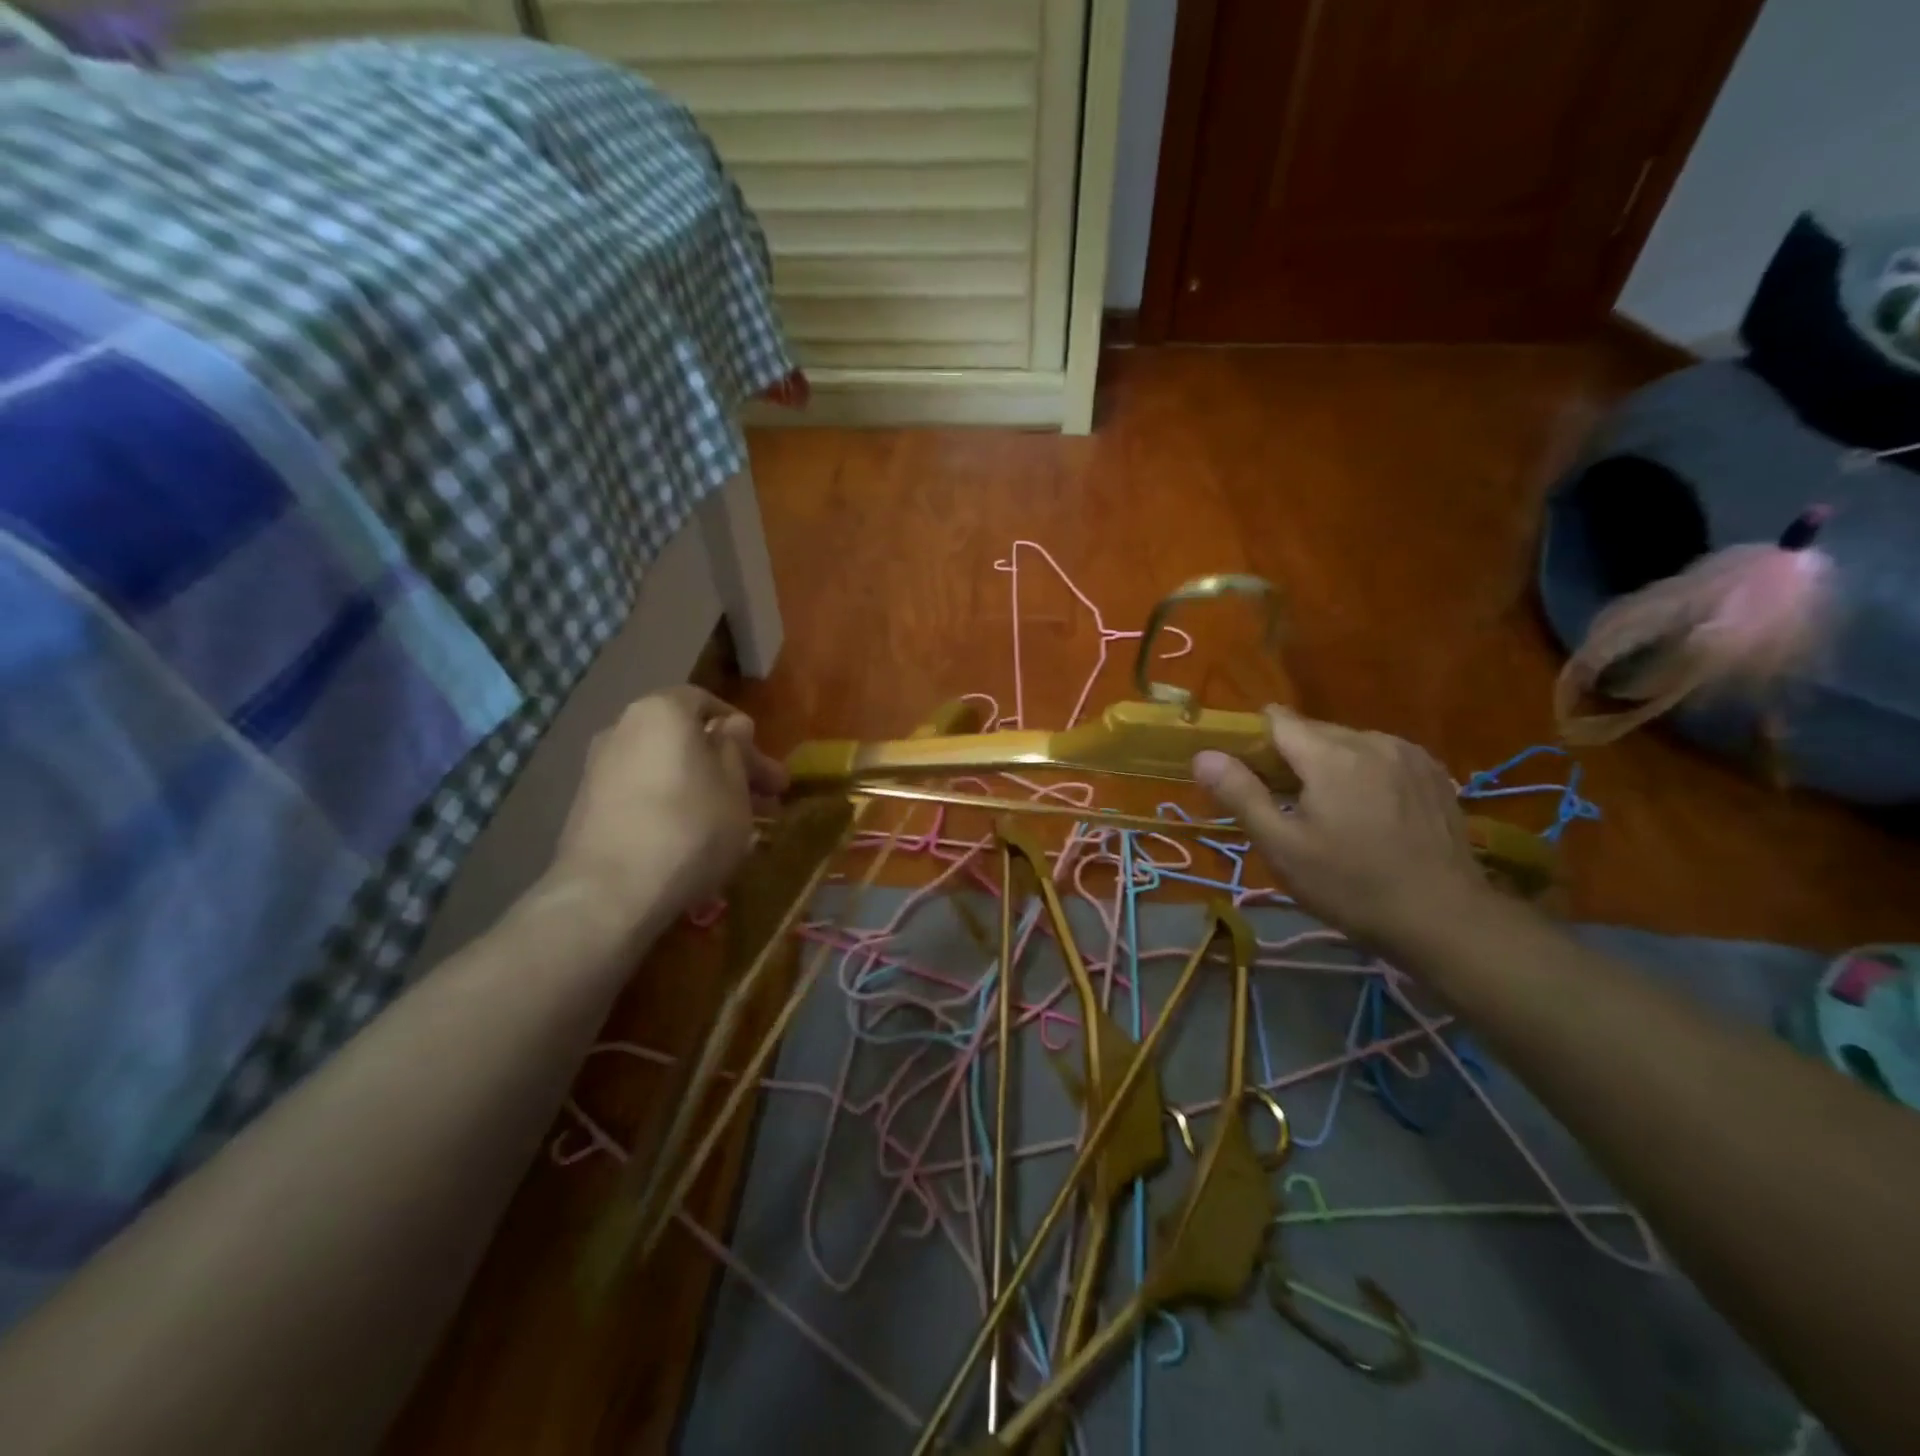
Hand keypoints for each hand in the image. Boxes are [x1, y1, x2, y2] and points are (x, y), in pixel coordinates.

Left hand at [549, 686, 788, 932]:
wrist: (610, 893)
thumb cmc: (690, 827)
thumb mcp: (735, 786)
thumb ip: (736, 748)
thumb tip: (733, 725)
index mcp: (662, 711)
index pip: (707, 703)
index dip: (742, 733)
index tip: (765, 766)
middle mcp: (623, 728)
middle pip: (687, 740)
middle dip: (729, 768)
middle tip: (764, 800)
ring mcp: (600, 769)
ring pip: (667, 769)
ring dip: (703, 789)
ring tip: (735, 825)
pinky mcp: (588, 808)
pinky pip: (644, 794)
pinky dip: (671, 806)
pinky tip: (694, 838)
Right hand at [1193, 706, 1489, 950]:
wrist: (1446, 920)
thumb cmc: (1351, 886)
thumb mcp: (1282, 847)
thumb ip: (1240, 794)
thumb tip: (1203, 755)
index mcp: (1331, 755)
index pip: (1277, 719)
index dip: (1253, 741)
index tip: (1247, 776)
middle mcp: (1371, 740)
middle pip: (1313, 731)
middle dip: (1291, 758)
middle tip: (1286, 807)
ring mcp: (1409, 754)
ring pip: (1348, 744)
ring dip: (1329, 766)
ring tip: (1331, 814)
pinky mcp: (1433, 773)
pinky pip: (1381, 757)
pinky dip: (1363, 774)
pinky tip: (1370, 815)